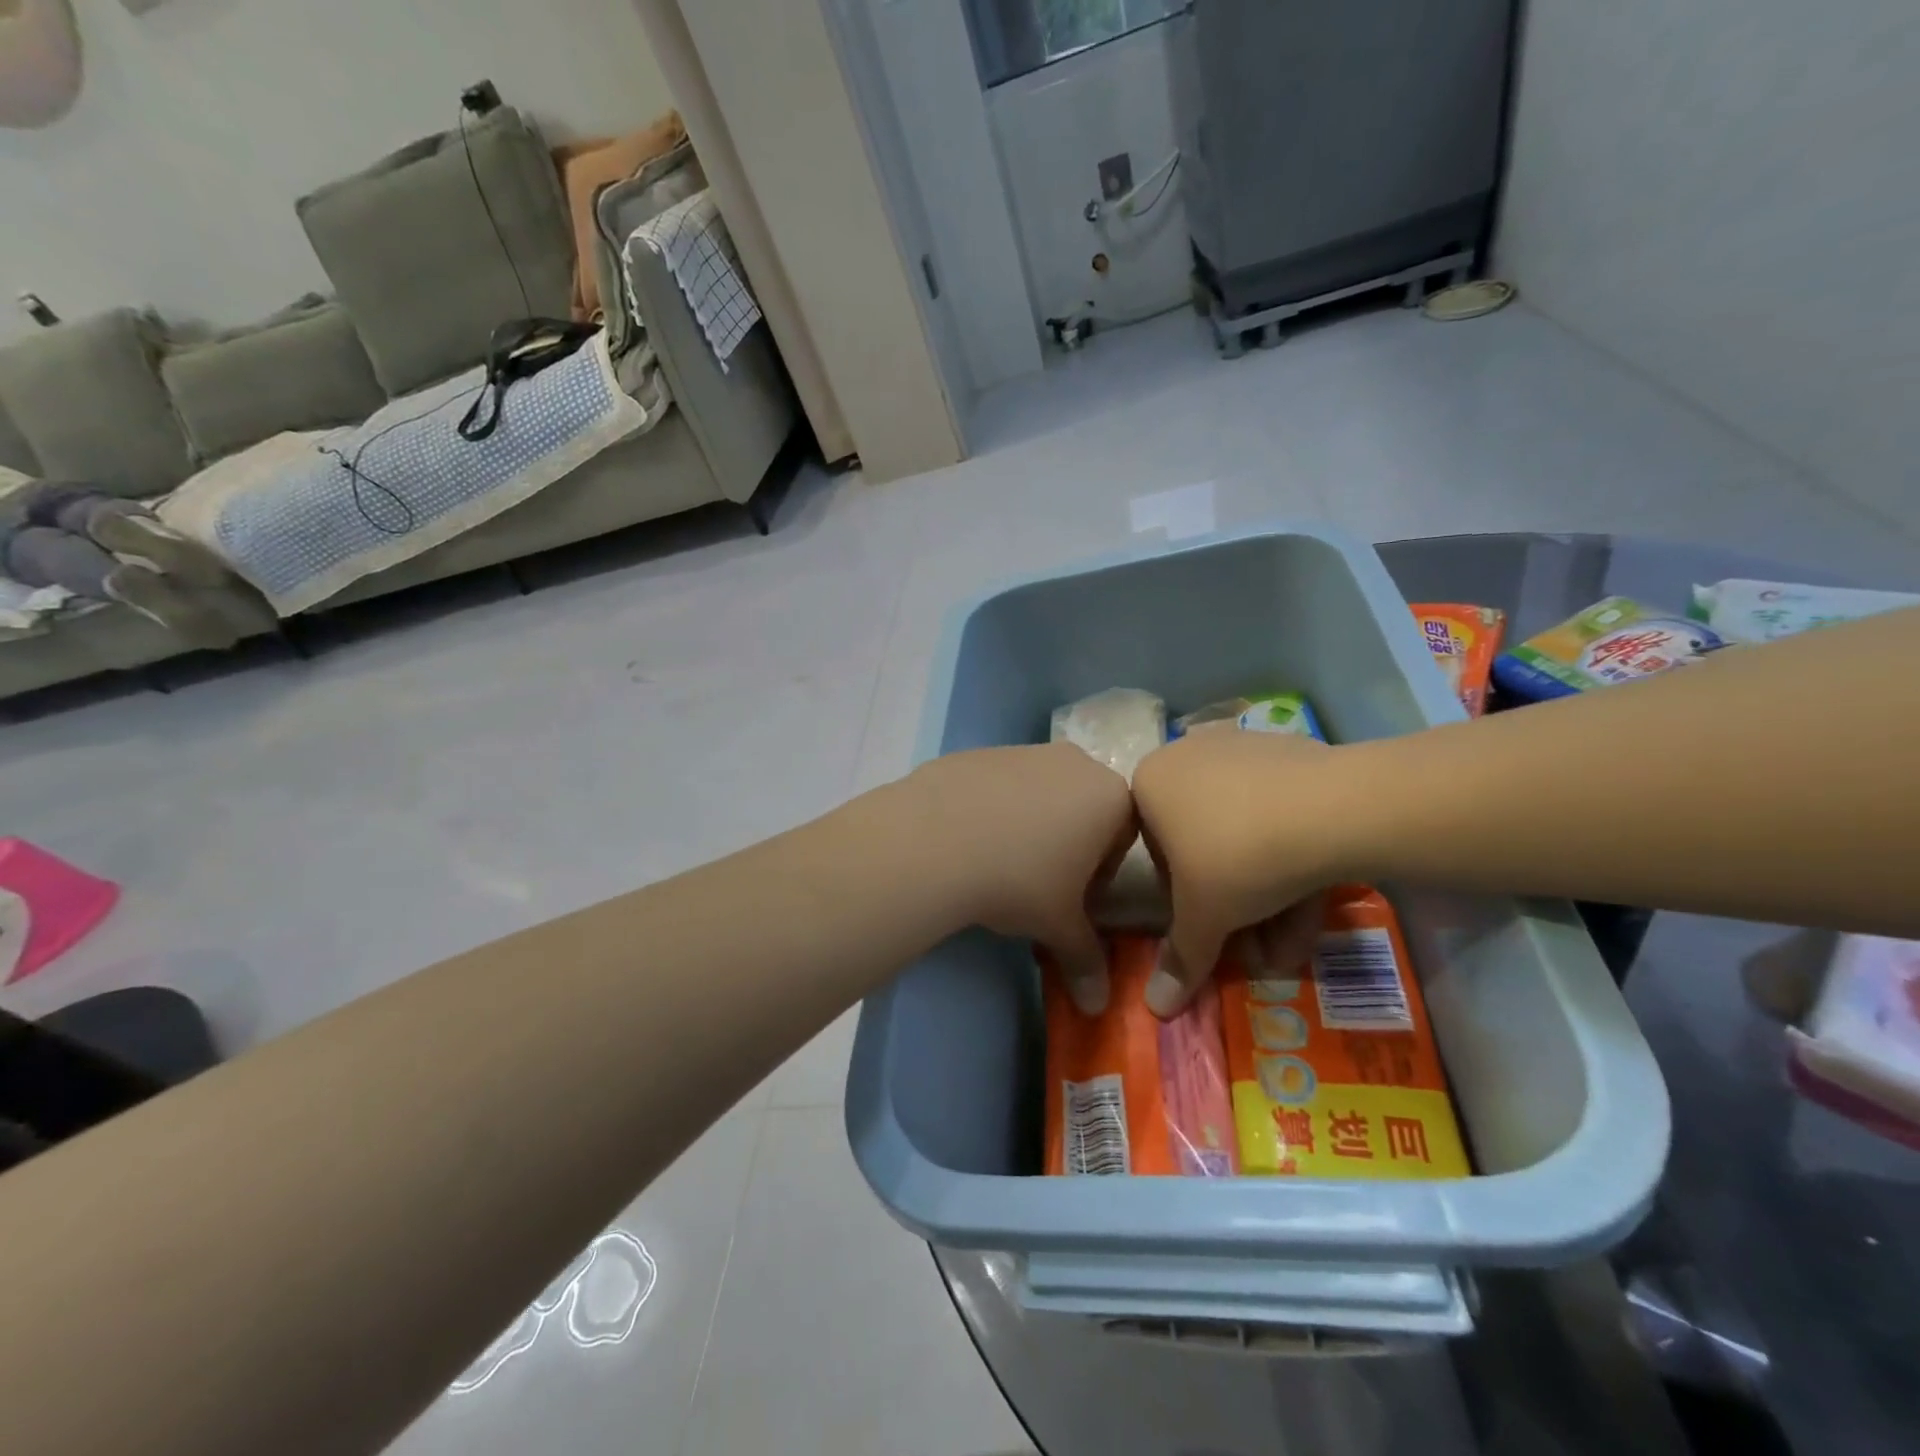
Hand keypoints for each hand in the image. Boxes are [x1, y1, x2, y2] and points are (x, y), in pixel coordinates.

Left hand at [907, 744, 1135, 1012]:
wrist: (935, 839)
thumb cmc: (1019, 880)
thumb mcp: (1058, 925)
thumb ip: (1085, 960)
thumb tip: (1099, 1006)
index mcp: (1110, 796)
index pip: (1125, 838)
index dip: (1102, 874)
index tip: (1074, 899)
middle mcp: (1075, 763)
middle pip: (1085, 810)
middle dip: (1070, 847)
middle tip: (1040, 884)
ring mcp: (1025, 751)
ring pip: (1042, 794)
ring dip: (1032, 826)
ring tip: (999, 863)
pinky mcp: (981, 753)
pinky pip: (1001, 785)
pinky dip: (995, 809)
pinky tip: (969, 840)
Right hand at [1132, 729, 1347, 1016]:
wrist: (1333, 807)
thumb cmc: (1238, 857)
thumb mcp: (1203, 919)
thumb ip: (1179, 960)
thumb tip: (1154, 1009)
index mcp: (1150, 783)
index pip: (1158, 856)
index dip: (1186, 903)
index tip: (1215, 927)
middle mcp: (1187, 756)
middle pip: (1205, 847)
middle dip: (1236, 907)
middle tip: (1261, 948)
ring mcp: (1241, 749)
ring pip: (1246, 833)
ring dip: (1268, 895)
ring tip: (1295, 941)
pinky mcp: (1290, 752)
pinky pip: (1279, 812)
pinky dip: (1292, 855)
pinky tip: (1316, 895)